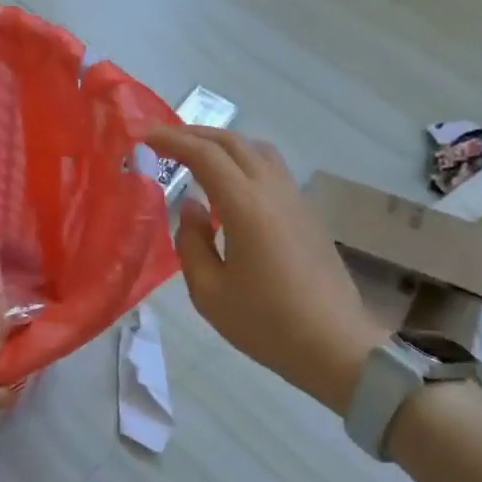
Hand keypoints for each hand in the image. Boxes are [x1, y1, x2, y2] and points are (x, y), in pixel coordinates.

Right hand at [145, 126, 385, 413]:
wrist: (336, 346)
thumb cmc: (266, 324)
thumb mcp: (210, 292)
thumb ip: (192, 243)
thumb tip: (192, 208)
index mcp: (246, 207)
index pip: (206, 156)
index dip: (173, 140)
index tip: (146, 136)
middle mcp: (273, 192)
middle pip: (234, 143)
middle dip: (196, 134)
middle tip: (165, 141)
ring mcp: (296, 200)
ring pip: (258, 151)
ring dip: (223, 145)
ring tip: (196, 158)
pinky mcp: (308, 214)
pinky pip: (272, 170)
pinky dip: (243, 162)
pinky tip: (228, 189)